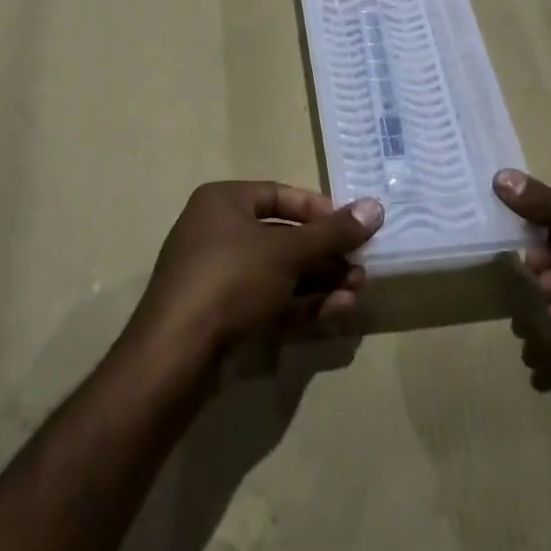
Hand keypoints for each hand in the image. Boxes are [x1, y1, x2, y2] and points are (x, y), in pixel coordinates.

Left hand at [130, 181, 383, 362]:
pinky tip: (336, 313)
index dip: (319, 210)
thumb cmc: (231, 280)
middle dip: (326, 255)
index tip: (352, 227)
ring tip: (356, 294)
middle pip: (284, 238)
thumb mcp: (287, 252)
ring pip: (280, 274)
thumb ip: (332, 233)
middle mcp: (217, 232)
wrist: (175, 354)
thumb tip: (376, 207)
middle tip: (361, 268)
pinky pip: (269, 301)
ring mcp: (218, 277)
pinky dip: (301, 306)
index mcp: (223, 202)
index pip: (280, 195)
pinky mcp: (222, 316)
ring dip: (320, 283)